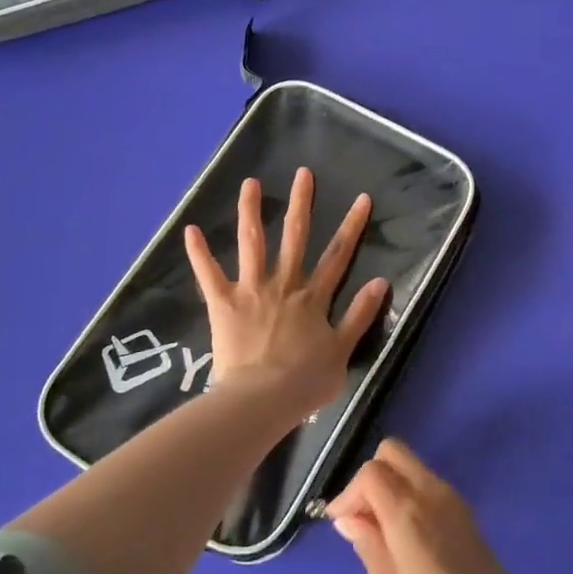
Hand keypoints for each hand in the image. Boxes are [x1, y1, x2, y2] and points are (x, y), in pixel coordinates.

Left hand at [184, 167, 388, 421]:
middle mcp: (284, 284)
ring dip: (251, 212)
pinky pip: (209, 275)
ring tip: (249, 184)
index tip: (360, 198)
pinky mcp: (223, 304)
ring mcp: (252, 291)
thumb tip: (381, 281)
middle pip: (295, 237)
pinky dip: (199, 253)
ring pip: (252, 244)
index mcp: (313, 297)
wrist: (262, 400)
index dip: (351, 226)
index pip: (338, 254)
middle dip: (301, 203)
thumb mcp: (343, 350)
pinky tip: (191, 230)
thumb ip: (360, 314)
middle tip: (302, 173)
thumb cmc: (305, 381)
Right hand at [326, 439, 548, 573]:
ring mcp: (454, 501)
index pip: (371, 471)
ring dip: (390, 485)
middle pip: (393, 452)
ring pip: (412, 466)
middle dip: (369, 477)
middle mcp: (433, 494)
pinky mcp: (467, 514)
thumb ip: (368, 547)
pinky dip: (409, 495)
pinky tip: (405, 539)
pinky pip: (429, 485)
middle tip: (361, 520)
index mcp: (409, 513)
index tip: (340, 525)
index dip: (349, 493)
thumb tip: (349, 518)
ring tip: (380, 534)